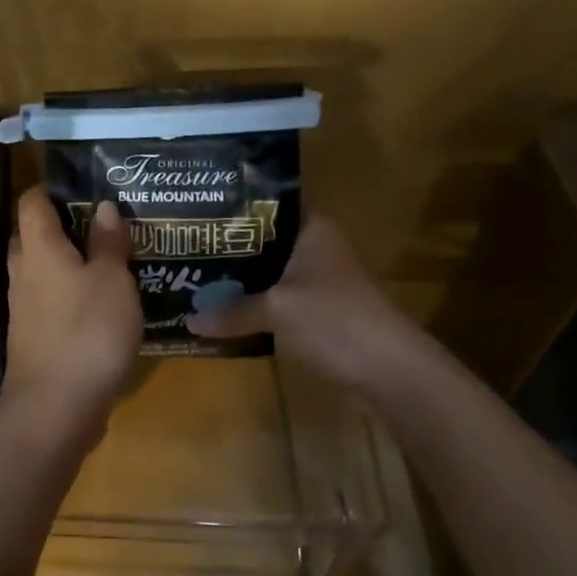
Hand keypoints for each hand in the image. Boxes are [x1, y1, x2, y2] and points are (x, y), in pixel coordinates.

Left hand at [1, 188, 142, 440]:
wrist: (55, 406)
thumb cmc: (87, 331)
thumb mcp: (111, 281)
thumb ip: (107, 243)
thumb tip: (102, 206)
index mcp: (39, 248)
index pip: (32, 202)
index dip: (50, 188)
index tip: (78, 184)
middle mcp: (24, 272)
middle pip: (31, 236)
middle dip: (58, 226)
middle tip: (97, 223)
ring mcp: (24, 307)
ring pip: (39, 271)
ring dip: (64, 263)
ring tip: (103, 260)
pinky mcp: (32, 337)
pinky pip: (47, 301)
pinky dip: (67, 294)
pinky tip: (96, 303)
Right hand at [187, 216, 434, 389]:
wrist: (390, 369)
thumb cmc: (334, 319)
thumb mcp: (276, 310)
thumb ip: (232, 311)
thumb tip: (189, 320)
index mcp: (312, 229)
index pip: (267, 206)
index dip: (233, 210)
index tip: (197, 215)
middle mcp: (317, 246)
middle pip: (265, 240)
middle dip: (229, 248)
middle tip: (186, 248)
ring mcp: (321, 279)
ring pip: (270, 270)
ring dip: (241, 278)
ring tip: (197, 276)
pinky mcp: (320, 308)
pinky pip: (278, 296)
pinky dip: (255, 301)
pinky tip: (226, 307)